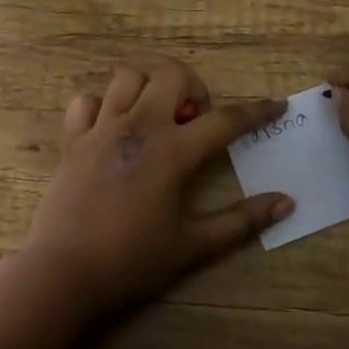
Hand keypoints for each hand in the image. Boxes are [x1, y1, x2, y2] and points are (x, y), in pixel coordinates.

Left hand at [24, 58, 293, 312]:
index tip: (277, 106)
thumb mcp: (192, 246)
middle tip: (194, 121)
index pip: (226, 121)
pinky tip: (110, 131)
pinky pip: (86, 102)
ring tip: (154, 119)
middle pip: (172, 74)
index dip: (257, 112)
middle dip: (193, 87)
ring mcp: (101, 128)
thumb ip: (241, 222)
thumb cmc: (131, 262)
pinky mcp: (72, 139)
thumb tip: (286, 202)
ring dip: (148, 90)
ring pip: (128, 77)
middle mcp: (138, 126)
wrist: (62, 275)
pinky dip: (101, 107)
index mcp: (172, 152)